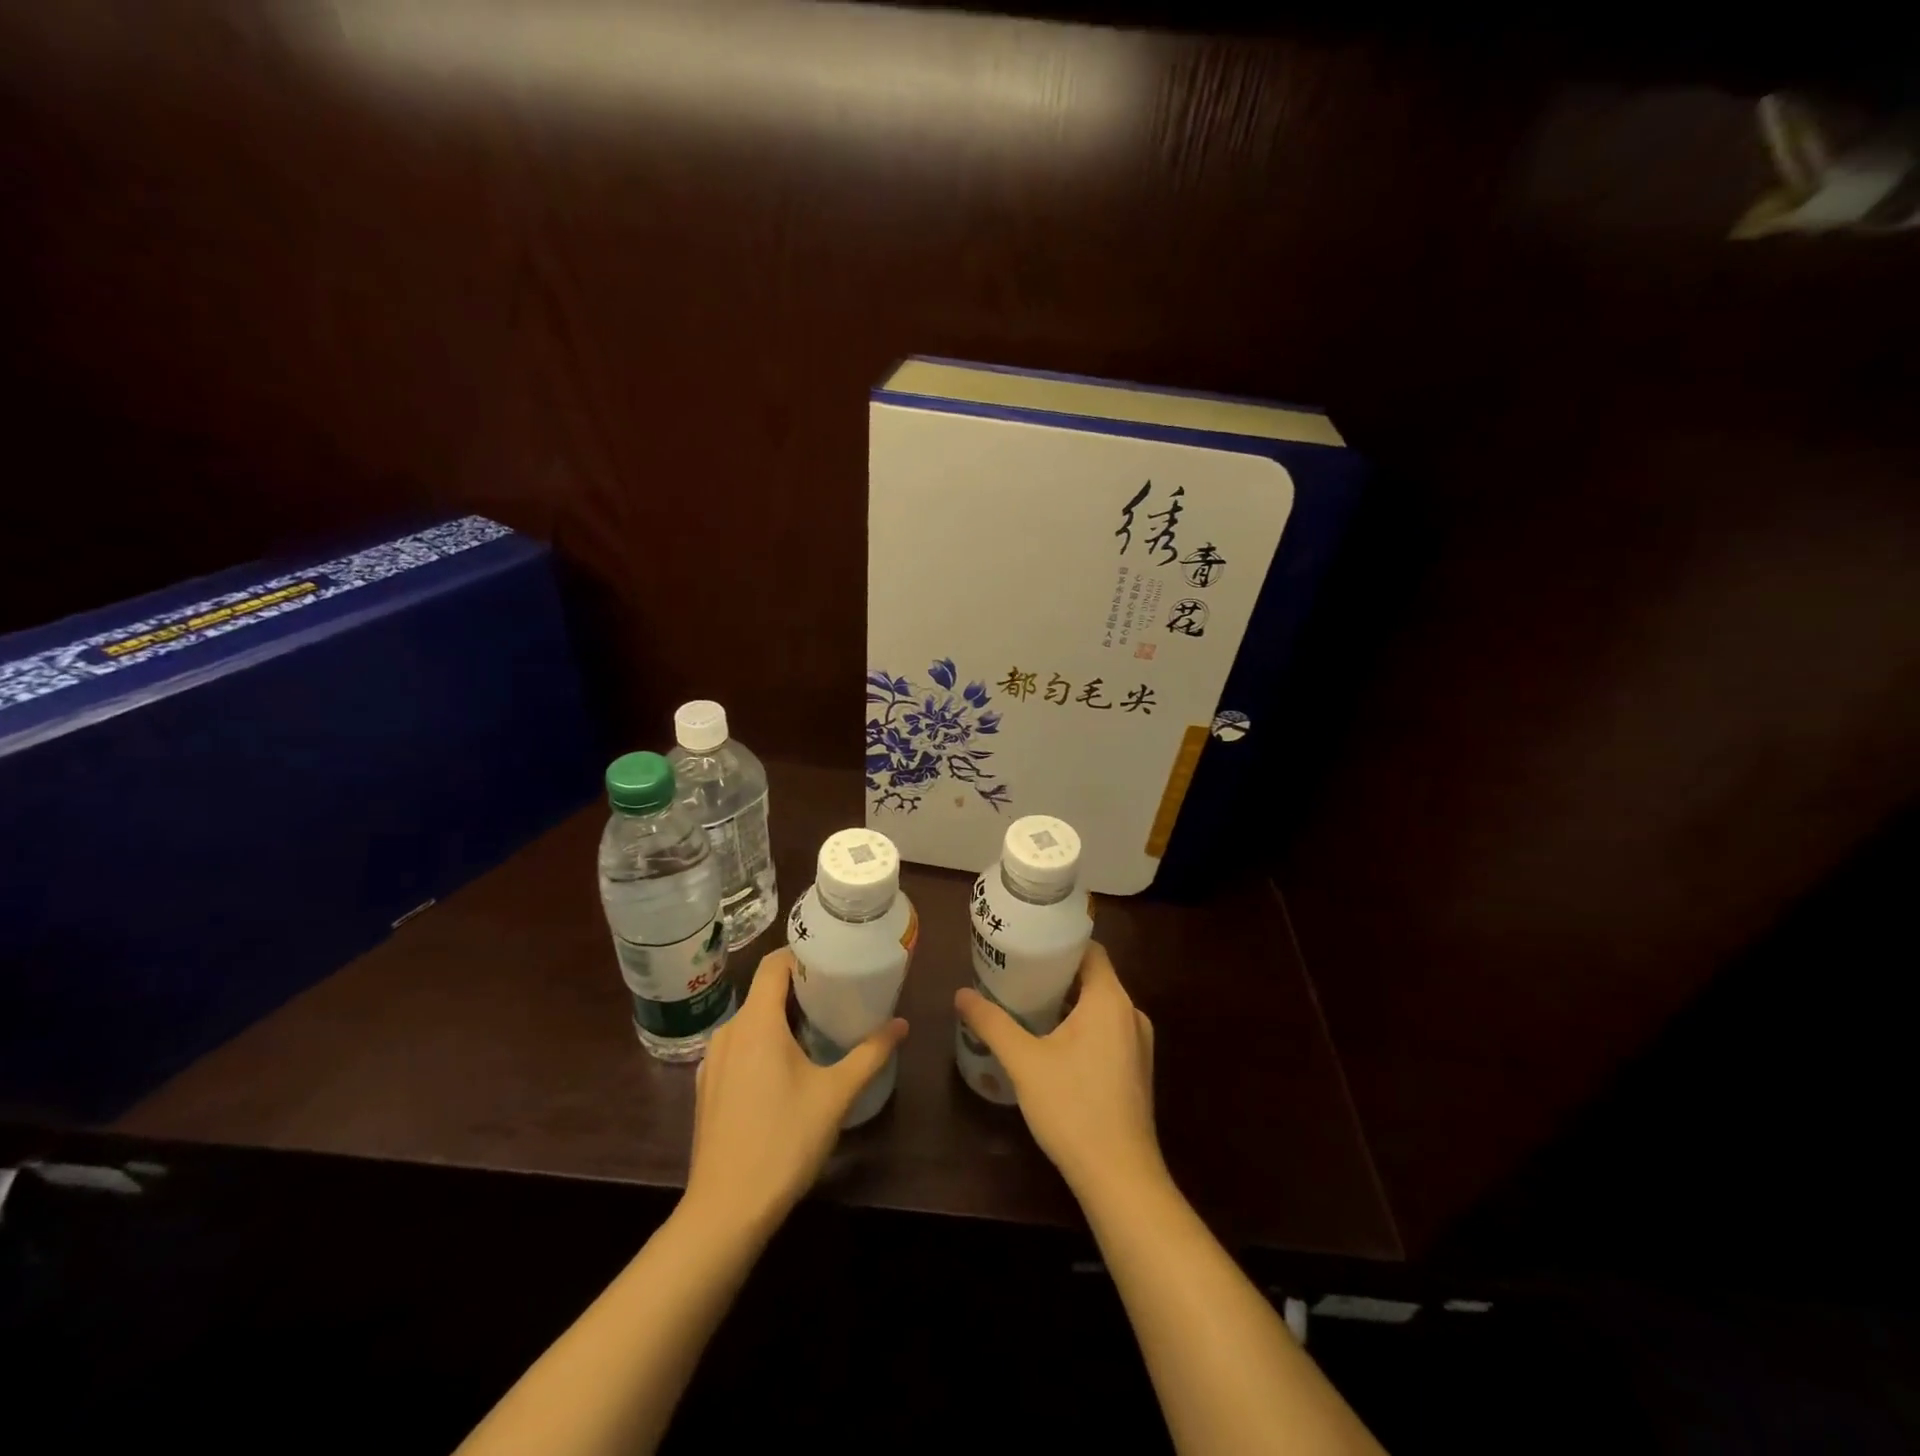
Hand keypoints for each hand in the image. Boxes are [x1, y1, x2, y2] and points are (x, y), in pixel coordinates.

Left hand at [684, 949, 907, 1238]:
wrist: (725, 1212)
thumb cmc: (784, 1141)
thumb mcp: (836, 1094)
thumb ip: (870, 1053)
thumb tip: (901, 1024)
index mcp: (755, 1022)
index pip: (773, 964)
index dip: (802, 954)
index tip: (833, 958)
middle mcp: (728, 1032)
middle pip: (763, 991)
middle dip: (799, 988)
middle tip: (838, 993)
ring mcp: (712, 1062)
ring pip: (750, 1021)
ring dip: (781, 1017)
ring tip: (818, 1027)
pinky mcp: (707, 1088)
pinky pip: (738, 1047)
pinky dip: (763, 1043)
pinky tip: (786, 1068)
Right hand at [954, 941, 1163, 1201]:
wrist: (1120, 1177)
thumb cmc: (1073, 1108)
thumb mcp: (1024, 1061)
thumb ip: (992, 1023)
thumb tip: (961, 994)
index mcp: (1110, 1000)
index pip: (1090, 950)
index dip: (1060, 943)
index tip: (1028, 944)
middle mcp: (1131, 1014)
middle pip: (1093, 977)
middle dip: (1057, 974)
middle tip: (1017, 974)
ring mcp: (1138, 1044)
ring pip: (1100, 1006)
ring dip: (1068, 1002)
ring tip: (1028, 1005)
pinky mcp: (1137, 1070)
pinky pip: (1108, 1031)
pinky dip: (1083, 1026)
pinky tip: (1052, 1043)